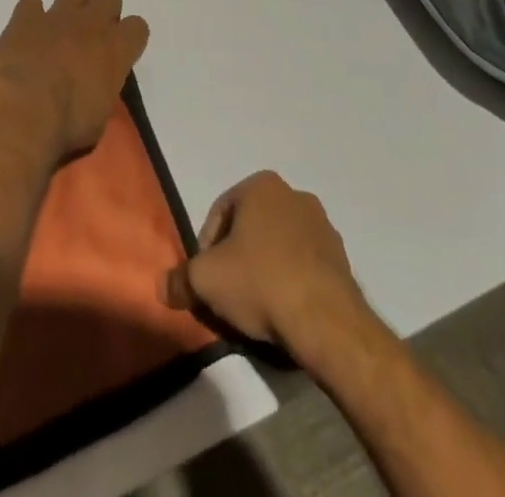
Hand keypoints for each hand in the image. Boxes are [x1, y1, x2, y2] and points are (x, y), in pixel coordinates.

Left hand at [0, 0, 149, 161]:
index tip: (119, 54)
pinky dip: (30, 16)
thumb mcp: (98, 118)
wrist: (21, 110)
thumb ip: (101, 92)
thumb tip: (94, 89)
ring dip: (71, 5)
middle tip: (90, 39)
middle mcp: (91, 24)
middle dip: (102, 13)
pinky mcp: (25, 17)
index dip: (129, 39)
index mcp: (116, 49)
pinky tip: (26, 34)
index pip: (138, 27)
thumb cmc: (66, 125)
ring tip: (60, 30)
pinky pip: (31, 2)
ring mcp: (57, 16)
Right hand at [162, 172, 371, 356]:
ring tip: (256, 307)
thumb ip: (180, 279)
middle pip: (251, 227)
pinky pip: (304, 265)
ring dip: (264, 268)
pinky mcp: (341, 258)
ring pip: (279, 245)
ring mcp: (322, 226)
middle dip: (236, 256)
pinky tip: (284, 312)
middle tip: (227, 292)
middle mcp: (294, 195)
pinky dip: (290, 281)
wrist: (326, 320)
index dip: (206, 247)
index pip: (220, 212)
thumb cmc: (260, 281)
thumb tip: (163, 286)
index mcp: (262, 185)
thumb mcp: (206, 280)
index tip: (204, 278)